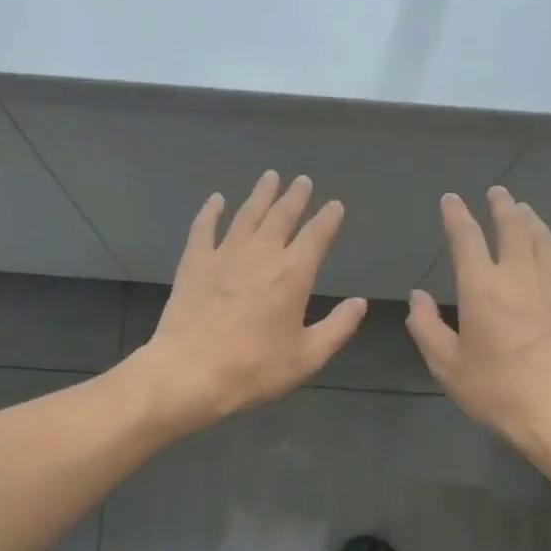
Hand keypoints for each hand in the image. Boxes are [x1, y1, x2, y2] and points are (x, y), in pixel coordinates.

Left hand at [132, 172, 367, 430]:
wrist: (191, 372)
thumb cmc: (254, 369)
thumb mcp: (307, 356)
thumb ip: (338, 327)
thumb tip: (360, 303)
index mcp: (293, 273)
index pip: (317, 235)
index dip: (328, 218)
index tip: (334, 205)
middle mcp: (261, 253)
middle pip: (282, 216)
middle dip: (295, 197)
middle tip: (303, 181)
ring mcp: (224, 254)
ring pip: (247, 214)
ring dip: (261, 195)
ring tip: (271, 177)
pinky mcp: (194, 263)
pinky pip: (204, 228)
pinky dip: (212, 211)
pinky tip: (217, 199)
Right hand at [406, 187, 550, 453]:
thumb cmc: (498, 391)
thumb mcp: (447, 365)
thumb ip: (426, 327)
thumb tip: (417, 296)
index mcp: (482, 288)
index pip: (466, 238)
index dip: (456, 215)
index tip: (451, 199)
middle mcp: (518, 276)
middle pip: (512, 227)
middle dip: (501, 206)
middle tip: (496, 192)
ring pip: (542, 238)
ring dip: (530, 219)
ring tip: (523, 209)